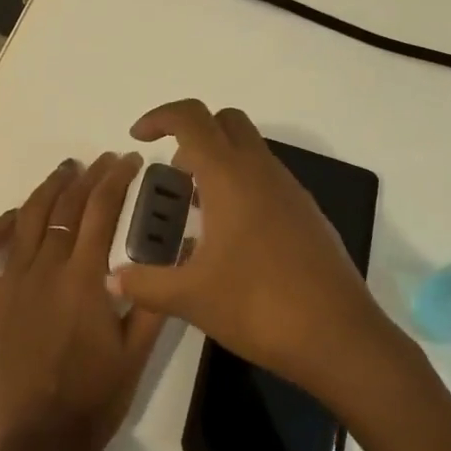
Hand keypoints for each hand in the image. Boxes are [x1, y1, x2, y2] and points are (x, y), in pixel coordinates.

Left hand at [0, 153, 164, 450]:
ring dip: (48, 189)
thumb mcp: (137, 353)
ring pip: (27, 219)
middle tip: (105, 160)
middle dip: (88, 176)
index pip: (101, 209)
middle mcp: (46, 269)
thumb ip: (156, 299)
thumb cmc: (94, 400)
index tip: (130, 160)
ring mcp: (12, 284)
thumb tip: (178, 249)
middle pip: (67, 206)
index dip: (117, 178)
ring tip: (65, 170)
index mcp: (84, 277)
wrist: (38, 447)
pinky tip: (10, 218)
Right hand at [108, 100, 391, 394]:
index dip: (160, 117)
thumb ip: (146, 284)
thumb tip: (111, 280)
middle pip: (225, 120)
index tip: (139, 137)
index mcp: (229, 175)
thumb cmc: (259, 305)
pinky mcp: (306, 211)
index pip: (191, 117)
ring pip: (250, 148)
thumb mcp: (192, 297)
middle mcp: (261, 169)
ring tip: (198, 211)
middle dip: (193, 133)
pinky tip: (233, 236)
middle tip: (174, 175)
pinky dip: (243, 184)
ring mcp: (289, 188)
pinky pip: (267, 177)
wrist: (338, 334)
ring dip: (219, 161)